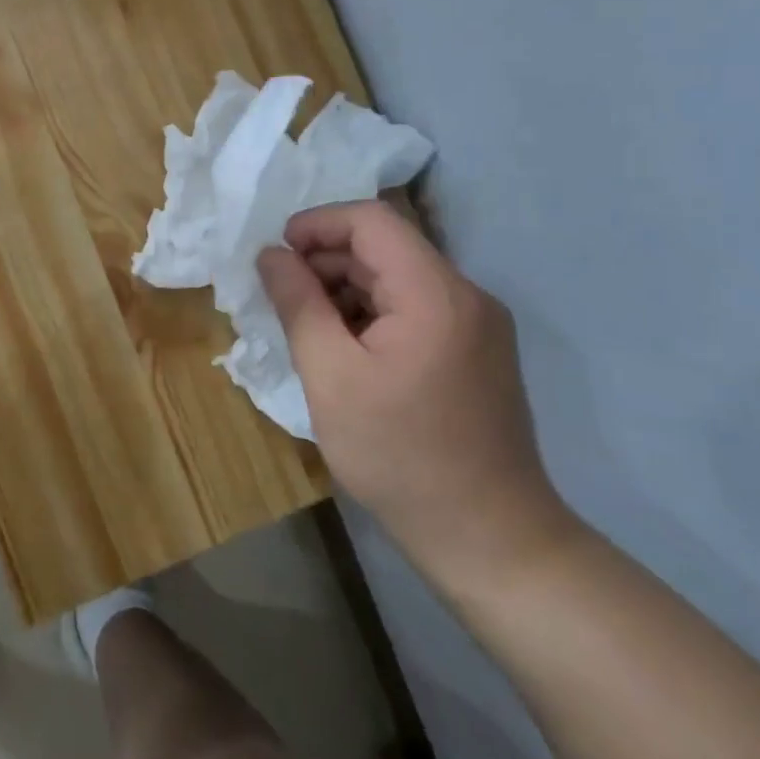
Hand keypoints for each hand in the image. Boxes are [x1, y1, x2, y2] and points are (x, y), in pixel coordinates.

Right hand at [257, 201, 575, 593]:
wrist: (488, 537)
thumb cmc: (398, 455)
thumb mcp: (330, 376)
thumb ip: (298, 304)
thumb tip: (271, 254)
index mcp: (435, 294)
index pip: (372, 221)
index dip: (317, 224)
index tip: (275, 255)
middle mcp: (467, 296)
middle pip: (387, 247)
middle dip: (327, 259)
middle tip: (282, 295)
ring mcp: (478, 325)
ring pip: (399, 277)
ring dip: (346, 287)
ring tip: (307, 326)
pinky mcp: (477, 352)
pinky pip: (416, 308)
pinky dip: (372, 313)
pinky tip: (344, 349)